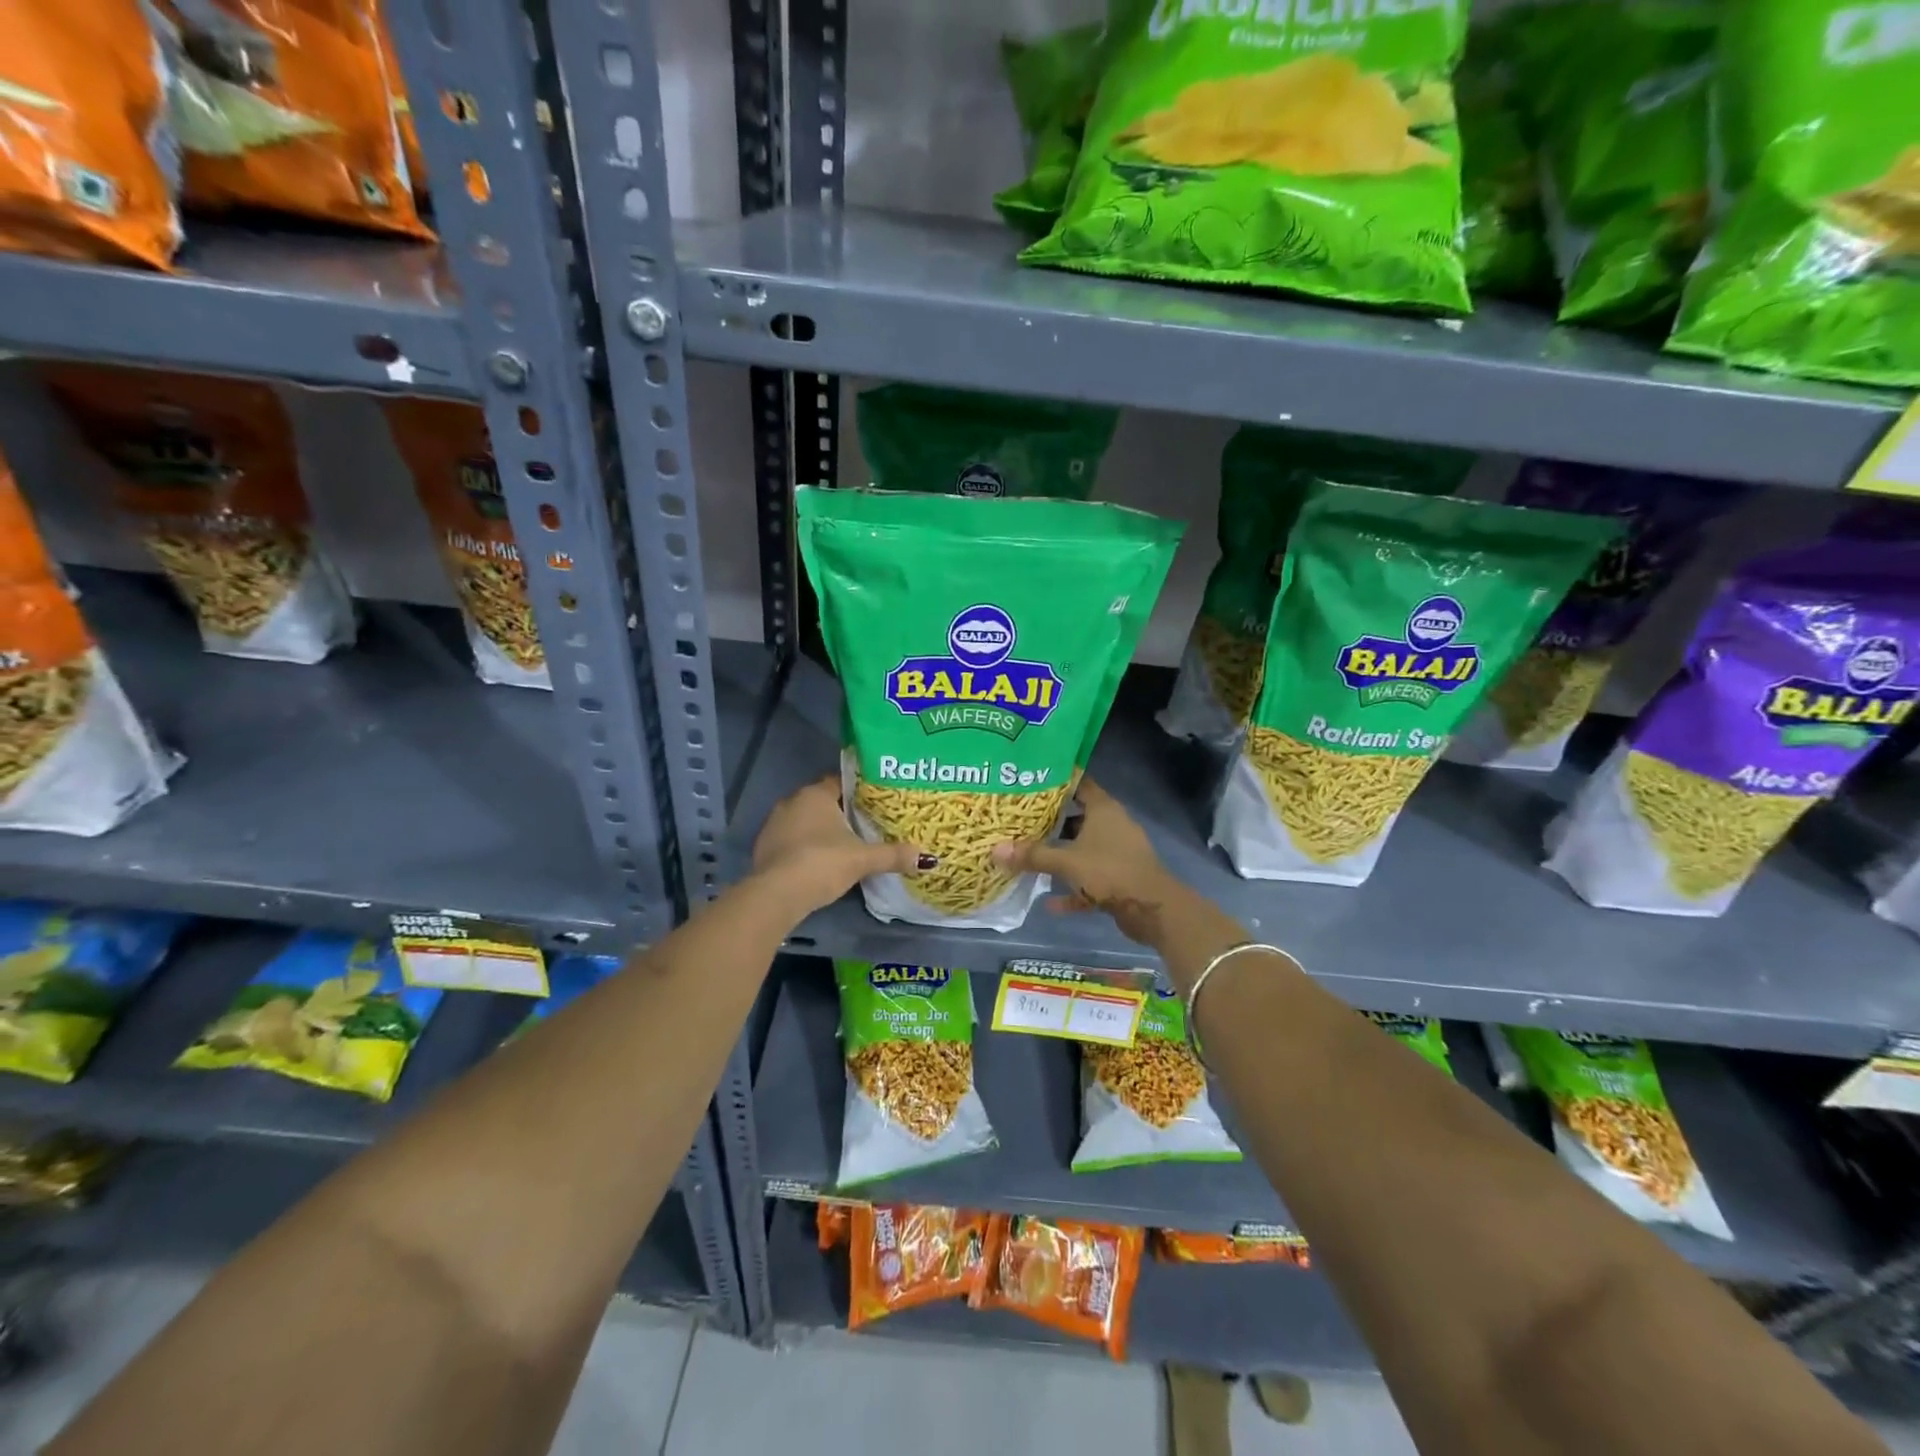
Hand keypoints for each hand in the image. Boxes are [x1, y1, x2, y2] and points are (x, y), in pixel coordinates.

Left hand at [752, 775, 932, 919]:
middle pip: (821, 802)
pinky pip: (790, 840)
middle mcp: (791, 802)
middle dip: (840, 812)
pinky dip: (803, 847)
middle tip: (863, 824)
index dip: (857, 790)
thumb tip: (926, 857)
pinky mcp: (763, 848)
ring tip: (843, 845)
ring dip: (819, 831)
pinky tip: (817, 863)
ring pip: (803, 821)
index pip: (839, 782)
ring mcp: (773, 825)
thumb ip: (893, 855)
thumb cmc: (823, 863)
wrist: (777, 894)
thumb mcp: (863, 859)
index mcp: (815, 794)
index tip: (874, 800)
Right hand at [992, 778, 1187, 945]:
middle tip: (1021, 821)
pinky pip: (1090, 879)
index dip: (1056, 782)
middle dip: (1051, 822)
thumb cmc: (1109, 870)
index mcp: (1104, 809)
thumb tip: (995, 850)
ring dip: (1061, 855)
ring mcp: (1118, 852)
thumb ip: (1032, 855)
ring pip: (1083, 849)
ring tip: (1030, 857)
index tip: (1030, 782)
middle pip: (1078, 817)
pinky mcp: (1120, 878)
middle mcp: (1112, 825)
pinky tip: (1051, 903)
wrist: (1152, 908)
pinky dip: (1074, 889)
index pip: (1079, 783)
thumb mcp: (1066, 861)